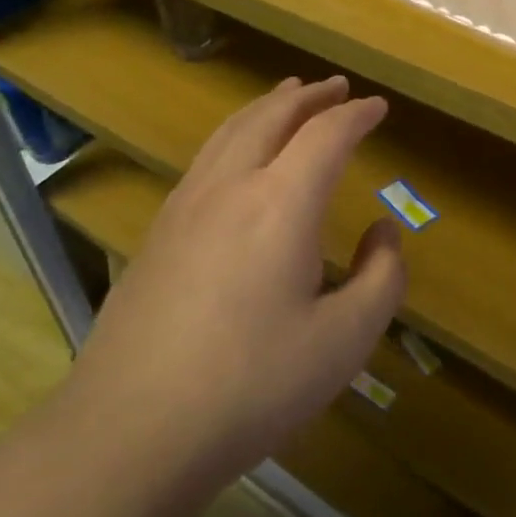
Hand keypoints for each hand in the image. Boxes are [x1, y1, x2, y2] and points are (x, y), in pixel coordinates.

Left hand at [66, 75, 405, 487]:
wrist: (132, 428)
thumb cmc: (252, 385)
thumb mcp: (344, 342)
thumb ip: (381, 278)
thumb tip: (383, 233)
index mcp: (281, 202)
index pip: (326, 135)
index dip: (356, 115)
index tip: (378, 107)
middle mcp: (230, 186)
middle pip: (271, 117)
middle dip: (308, 97)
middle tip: (335, 87)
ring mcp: (185, 206)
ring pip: (230, 131)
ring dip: (266, 107)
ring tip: (286, 97)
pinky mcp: (157, 232)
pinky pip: (204, 158)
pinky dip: (234, 135)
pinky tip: (236, 156)